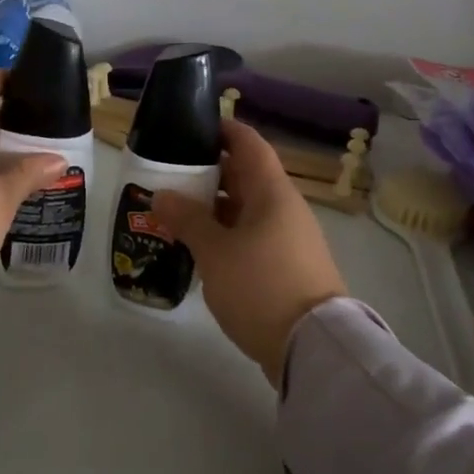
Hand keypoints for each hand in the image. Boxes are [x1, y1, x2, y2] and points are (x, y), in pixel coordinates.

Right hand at [154, 121, 346, 385]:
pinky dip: (225, 234)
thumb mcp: (215, 251)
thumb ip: (187, 219)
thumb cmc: (261, 286)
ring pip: (246, 209)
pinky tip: (198, 248)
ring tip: (175, 211)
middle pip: (245, 176)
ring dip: (214, 208)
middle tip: (169, 174)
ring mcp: (288, 238)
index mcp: (272, 192)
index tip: (191, 127)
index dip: (222, 130)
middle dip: (208, 172)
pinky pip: (251, 236)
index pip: (248, 144)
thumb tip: (163, 194)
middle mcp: (284, 208)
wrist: (311, 346)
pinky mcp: (286, 266)